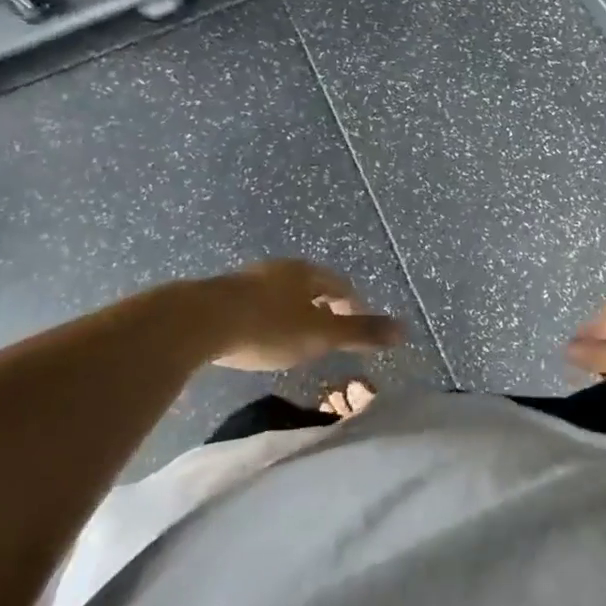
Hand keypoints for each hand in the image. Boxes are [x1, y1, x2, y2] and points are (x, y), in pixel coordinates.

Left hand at [190, 259, 402, 370]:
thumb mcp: (320, 334)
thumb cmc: (268, 327)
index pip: (340, 284)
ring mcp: (248, 279)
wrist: (200, 321)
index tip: (356, 326)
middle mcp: (280, 268)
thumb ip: (360, 332)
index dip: (352, 305)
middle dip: (322, 307)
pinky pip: (255, 303)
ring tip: (295, 336)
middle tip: (328, 332)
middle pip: (310, 285)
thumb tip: (405, 329)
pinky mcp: (222, 294)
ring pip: (281, 293)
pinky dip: (266, 318)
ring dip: (292, 311)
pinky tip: (258, 336)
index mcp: (307, 273)